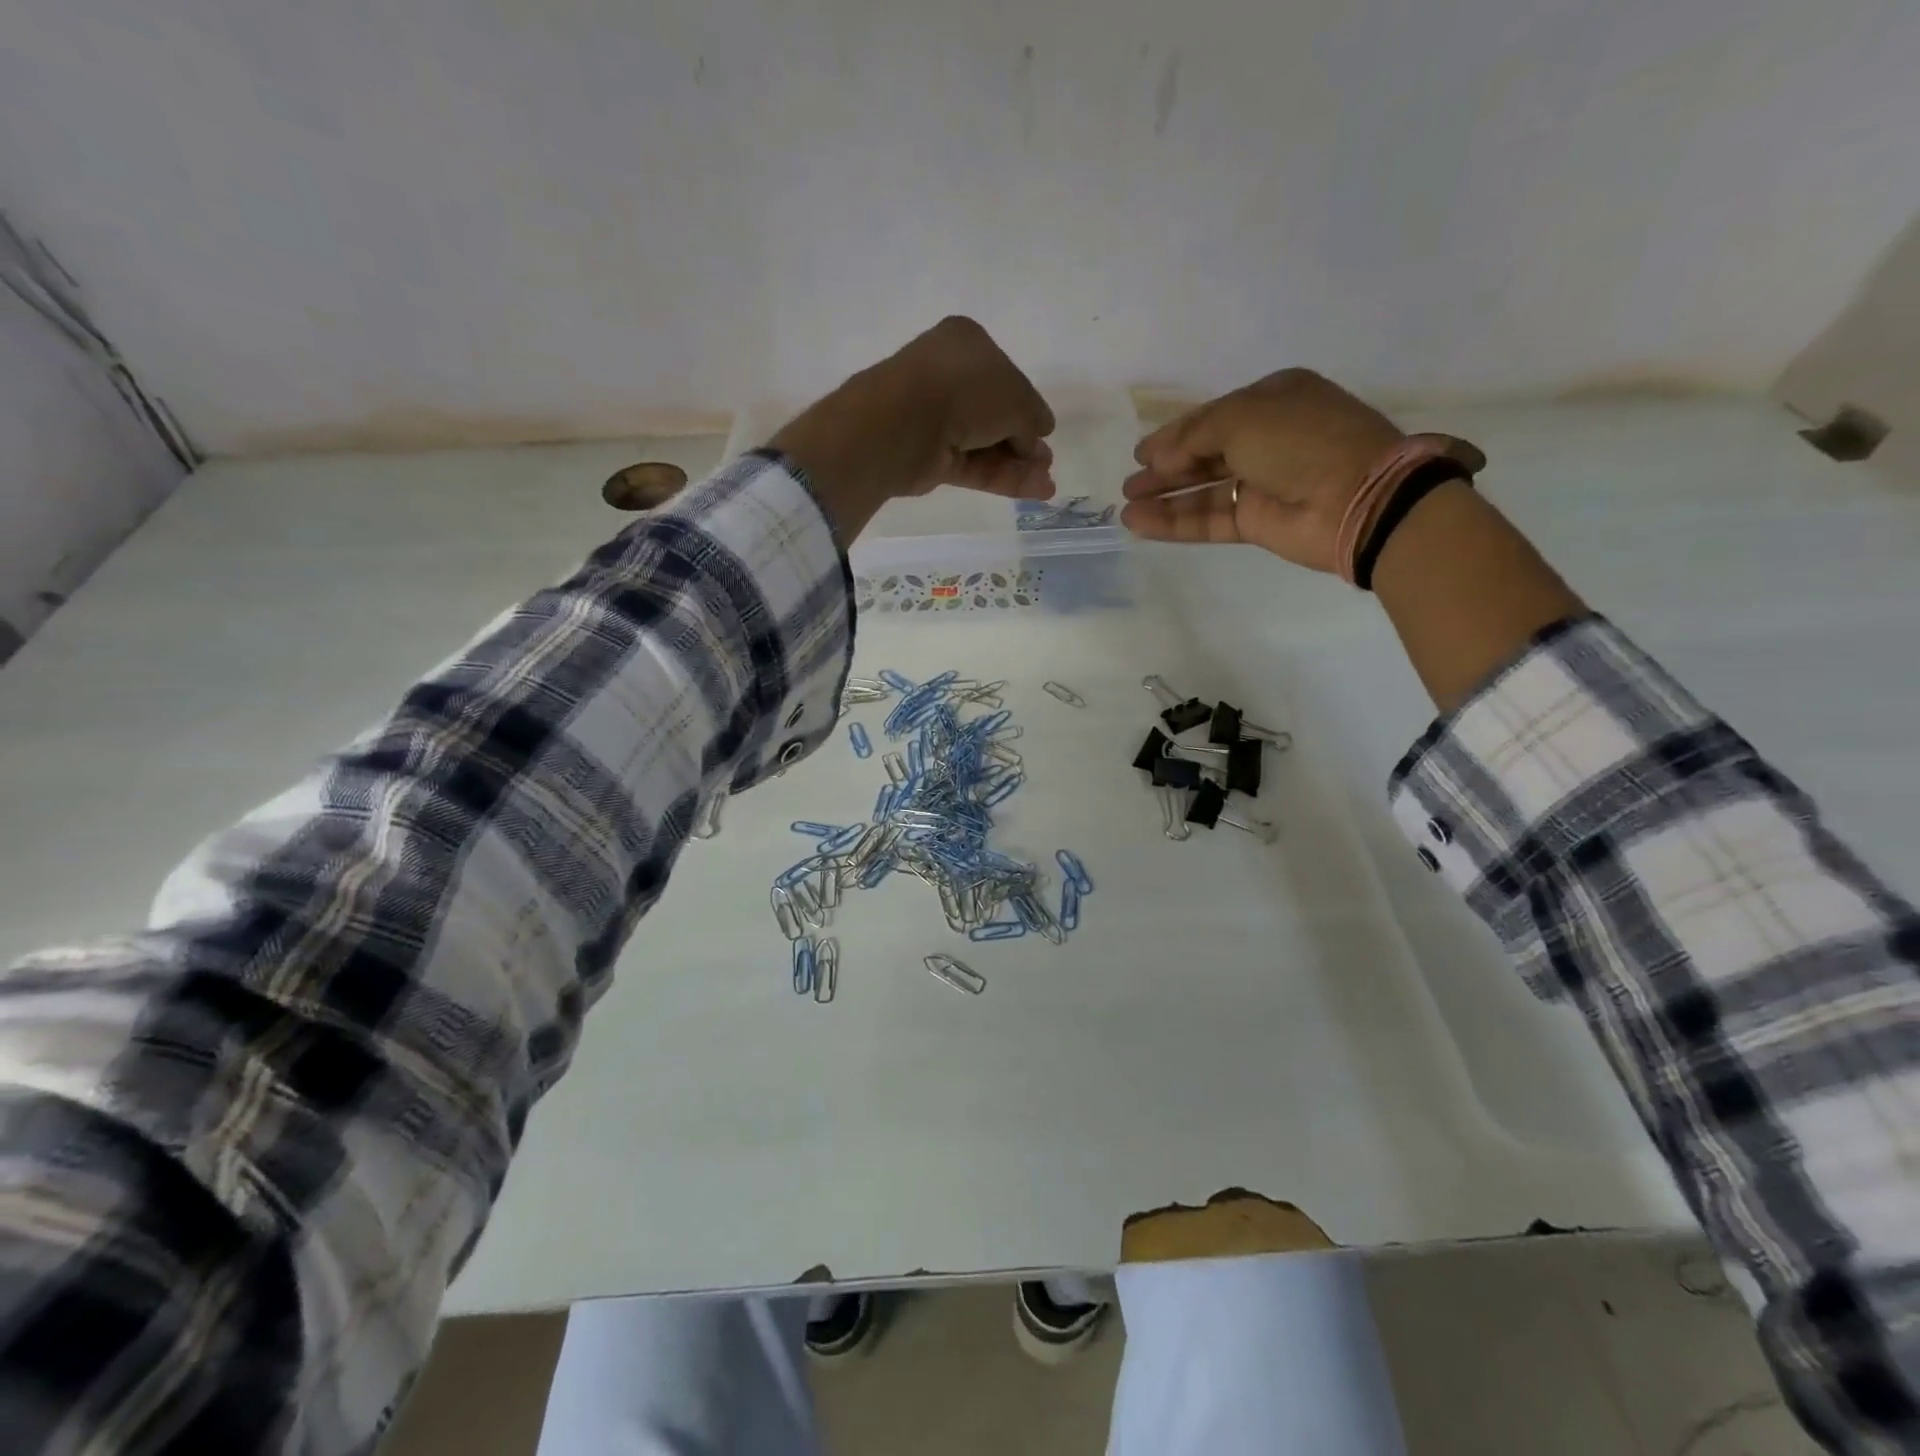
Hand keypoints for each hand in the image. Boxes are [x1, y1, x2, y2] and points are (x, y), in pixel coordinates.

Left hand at [771, 317, 1055, 540]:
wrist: (905, 423)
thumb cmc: (964, 389)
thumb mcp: (1016, 396)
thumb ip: (1031, 417)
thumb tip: (1038, 436)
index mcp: (966, 343)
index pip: (1005, 376)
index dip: (1027, 405)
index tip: (1044, 430)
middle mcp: (949, 377)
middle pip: (995, 413)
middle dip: (1023, 440)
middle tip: (1045, 462)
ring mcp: (937, 419)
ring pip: (986, 443)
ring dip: (1018, 464)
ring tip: (1046, 483)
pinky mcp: (931, 457)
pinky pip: (973, 466)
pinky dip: (1003, 478)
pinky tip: (1035, 490)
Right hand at [1120, 369, 1404, 574]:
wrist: (1355, 497)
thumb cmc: (1300, 440)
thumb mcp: (1242, 418)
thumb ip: (1193, 436)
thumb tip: (1158, 459)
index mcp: (1272, 401)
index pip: (1211, 418)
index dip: (1174, 435)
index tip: (1140, 454)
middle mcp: (1266, 440)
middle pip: (1203, 456)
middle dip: (1165, 469)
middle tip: (1130, 483)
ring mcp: (1262, 484)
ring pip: (1202, 491)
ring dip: (1165, 498)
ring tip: (1127, 506)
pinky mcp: (1257, 523)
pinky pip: (1208, 519)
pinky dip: (1175, 522)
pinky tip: (1141, 523)